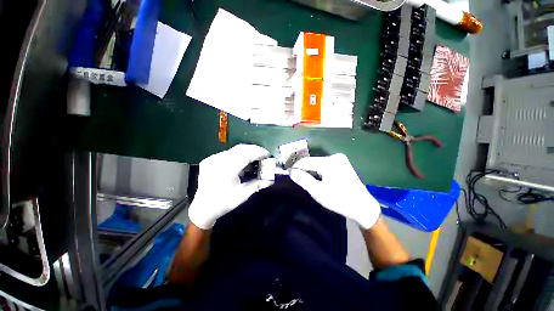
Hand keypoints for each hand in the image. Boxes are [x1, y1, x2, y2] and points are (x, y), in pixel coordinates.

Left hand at [188, 144, 270, 228]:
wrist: (203, 208)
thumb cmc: (224, 202)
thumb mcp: (243, 194)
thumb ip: (258, 184)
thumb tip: (271, 179)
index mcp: (227, 169)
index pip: (246, 154)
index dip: (258, 152)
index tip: (267, 154)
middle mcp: (219, 160)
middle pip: (241, 148)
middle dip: (254, 149)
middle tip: (263, 154)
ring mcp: (213, 158)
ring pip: (234, 149)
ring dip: (246, 151)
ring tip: (254, 157)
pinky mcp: (209, 159)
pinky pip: (227, 153)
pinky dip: (237, 155)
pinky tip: (241, 161)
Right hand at [290, 154, 380, 229]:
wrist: (362, 206)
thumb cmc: (339, 200)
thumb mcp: (317, 191)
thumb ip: (303, 179)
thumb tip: (291, 172)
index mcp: (329, 162)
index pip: (306, 161)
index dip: (295, 167)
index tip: (288, 173)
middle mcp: (334, 156)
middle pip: (312, 161)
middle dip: (304, 169)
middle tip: (297, 179)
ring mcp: (340, 159)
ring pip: (318, 163)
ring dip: (311, 170)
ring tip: (306, 180)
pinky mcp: (343, 163)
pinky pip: (325, 164)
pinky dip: (319, 170)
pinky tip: (318, 178)